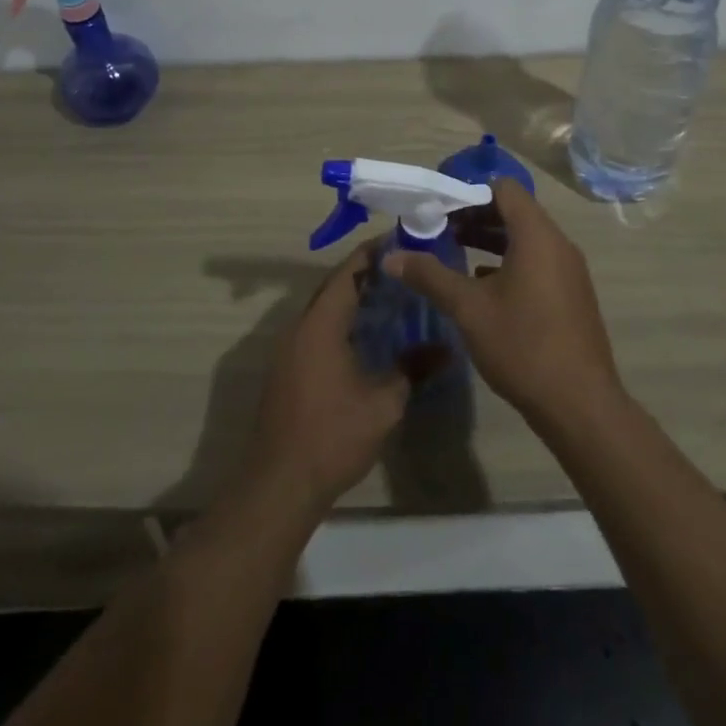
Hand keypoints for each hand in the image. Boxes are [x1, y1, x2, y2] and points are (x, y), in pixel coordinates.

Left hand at [242, 247, 410, 513]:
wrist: (280, 483)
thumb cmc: (333, 435)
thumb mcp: (384, 403)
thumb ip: (413, 368)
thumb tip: (446, 349)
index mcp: (321, 323)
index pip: (348, 272)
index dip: (372, 254)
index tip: (400, 241)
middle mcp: (300, 326)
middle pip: (333, 286)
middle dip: (365, 274)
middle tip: (402, 269)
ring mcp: (289, 348)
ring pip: (323, 309)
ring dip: (352, 299)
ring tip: (390, 297)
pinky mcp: (286, 369)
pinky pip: (316, 329)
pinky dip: (340, 321)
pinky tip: (364, 336)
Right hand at [385, 178, 620, 426]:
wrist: (580, 404)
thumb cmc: (522, 345)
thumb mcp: (468, 308)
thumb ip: (430, 276)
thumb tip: (391, 257)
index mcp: (537, 235)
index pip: (504, 188)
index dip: (469, 191)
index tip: (439, 207)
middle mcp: (558, 244)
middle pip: (514, 211)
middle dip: (475, 216)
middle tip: (439, 229)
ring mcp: (568, 270)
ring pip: (525, 239)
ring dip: (490, 239)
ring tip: (454, 251)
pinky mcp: (571, 294)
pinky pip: (537, 261)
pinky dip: (508, 262)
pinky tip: (481, 284)